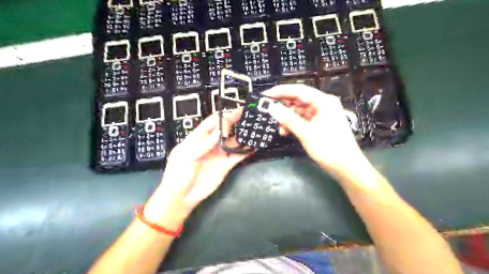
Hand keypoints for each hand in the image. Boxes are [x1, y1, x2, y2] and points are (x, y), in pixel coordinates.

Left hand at [142, 109, 251, 228]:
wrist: (182, 196)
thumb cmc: (178, 173)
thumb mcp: (186, 155)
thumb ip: (204, 142)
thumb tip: (220, 130)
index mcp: (198, 138)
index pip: (212, 122)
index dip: (223, 117)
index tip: (235, 114)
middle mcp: (211, 144)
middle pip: (225, 129)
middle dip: (236, 121)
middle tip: (248, 115)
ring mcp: (219, 154)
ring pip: (233, 141)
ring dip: (243, 136)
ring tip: (254, 129)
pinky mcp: (226, 165)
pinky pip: (238, 156)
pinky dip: (246, 151)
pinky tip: (254, 146)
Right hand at [264, 84, 370, 179]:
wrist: (346, 167)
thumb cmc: (329, 148)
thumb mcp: (306, 133)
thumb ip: (288, 119)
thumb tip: (271, 107)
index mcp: (323, 101)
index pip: (298, 90)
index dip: (280, 91)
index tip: (265, 95)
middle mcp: (322, 104)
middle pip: (298, 99)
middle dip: (283, 106)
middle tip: (268, 110)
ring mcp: (321, 114)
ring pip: (298, 110)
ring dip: (287, 118)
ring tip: (279, 128)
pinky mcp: (318, 123)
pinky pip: (302, 119)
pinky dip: (293, 124)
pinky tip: (286, 131)